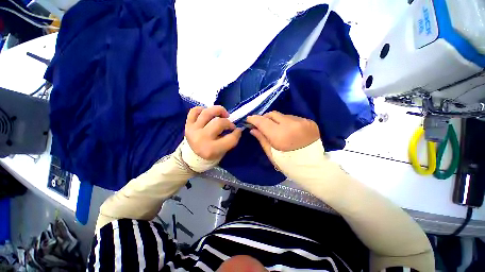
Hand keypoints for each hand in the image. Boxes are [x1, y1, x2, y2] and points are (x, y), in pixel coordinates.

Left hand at [185, 106, 241, 159]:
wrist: (193, 155)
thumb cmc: (211, 153)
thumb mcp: (223, 150)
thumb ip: (231, 139)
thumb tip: (237, 128)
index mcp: (212, 149)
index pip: (230, 138)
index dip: (237, 133)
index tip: (237, 130)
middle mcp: (201, 139)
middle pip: (219, 123)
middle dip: (228, 122)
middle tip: (230, 124)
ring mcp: (193, 130)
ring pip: (207, 113)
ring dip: (218, 110)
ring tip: (223, 114)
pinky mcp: (188, 125)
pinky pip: (194, 111)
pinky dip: (202, 109)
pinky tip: (208, 113)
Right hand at [246, 111, 319, 163]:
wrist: (314, 167)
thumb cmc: (289, 164)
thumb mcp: (272, 154)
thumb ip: (262, 139)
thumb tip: (253, 129)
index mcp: (280, 135)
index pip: (263, 122)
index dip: (254, 119)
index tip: (249, 119)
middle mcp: (291, 125)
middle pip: (272, 114)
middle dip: (264, 118)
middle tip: (261, 124)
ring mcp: (302, 122)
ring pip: (283, 115)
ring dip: (276, 120)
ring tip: (276, 128)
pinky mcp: (309, 122)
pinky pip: (293, 118)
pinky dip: (287, 122)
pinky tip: (288, 130)